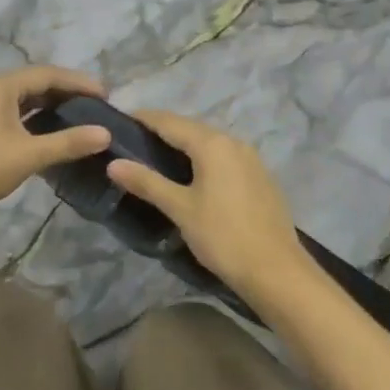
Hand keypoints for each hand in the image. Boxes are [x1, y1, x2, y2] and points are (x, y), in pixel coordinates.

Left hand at [0, 66, 112, 225]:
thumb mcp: (28, 156)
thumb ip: (68, 143)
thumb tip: (105, 134)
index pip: (47, 74)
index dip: (78, 82)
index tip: (105, 93)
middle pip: (30, 82)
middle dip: (62, 92)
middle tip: (91, 105)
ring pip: (14, 98)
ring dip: (43, 105)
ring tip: (70, 117)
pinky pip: (1, 110)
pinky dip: (25, 116)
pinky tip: (37, 133)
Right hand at [106, 111, 307, 306]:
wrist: (276, 270)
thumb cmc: (223, 236)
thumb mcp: (180, 209)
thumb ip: (147, 182)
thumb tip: (113, 163)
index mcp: (213, 144)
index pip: (170, 121)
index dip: (144, 119)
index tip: (118, 120)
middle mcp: (234, 142)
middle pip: (191, 129)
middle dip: (163, 131)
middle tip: (133, 141)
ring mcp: (251, 159)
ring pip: (210, 143)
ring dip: (184, 145)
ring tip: (157, 158)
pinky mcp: (260, 177)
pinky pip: (224, 158)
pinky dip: (204, 159)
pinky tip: (192, 176)